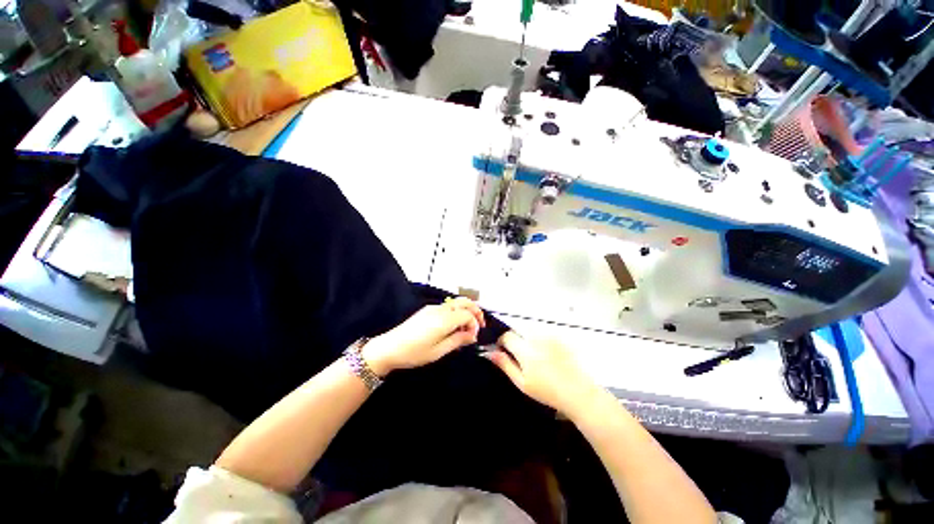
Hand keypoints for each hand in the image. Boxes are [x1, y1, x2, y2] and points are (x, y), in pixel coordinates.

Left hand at [364, 297, 484, 376]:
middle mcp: (440, 309)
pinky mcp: (427, 310)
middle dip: (475, 311)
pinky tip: (454, 326)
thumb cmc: (414, 353)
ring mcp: (433, 308)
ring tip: (468, 327)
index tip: (473, 338)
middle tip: (480, 325)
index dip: (475, 324)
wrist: (389, 348)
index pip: (468, 314)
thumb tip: (472, 336)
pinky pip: (447, 307)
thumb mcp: (439, 351)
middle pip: (464, 302)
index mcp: (444, 319)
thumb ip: (458, 340)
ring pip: (456, 303)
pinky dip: (456, 312)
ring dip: (466, 311)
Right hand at [485, 331, 600, 416]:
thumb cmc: (548, 391)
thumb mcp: (522, 383)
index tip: (503, 350)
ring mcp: (550, 336)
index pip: (507, 336)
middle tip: (521, 355)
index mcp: (526, 351)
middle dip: (516, 339)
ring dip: (528, 338)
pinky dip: (541, 339)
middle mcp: (537, 339)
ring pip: (531, 331)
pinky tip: (548, 354)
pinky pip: (544, 332)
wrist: (578, 392)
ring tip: (536, 356)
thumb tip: (491, 352)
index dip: (502, 342)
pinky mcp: (560, 337)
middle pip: (518, 331)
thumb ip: (505, 365)